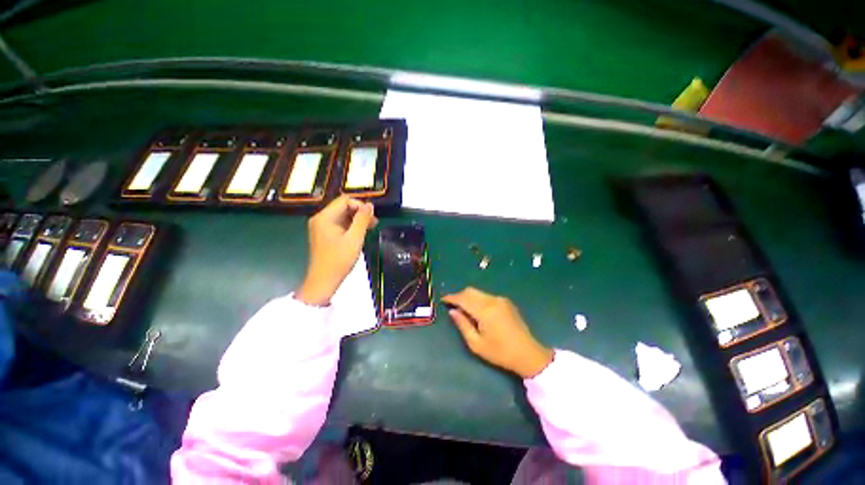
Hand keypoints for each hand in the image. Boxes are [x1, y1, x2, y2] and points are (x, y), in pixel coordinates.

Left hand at [297, 196, 377, 305]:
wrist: (324, 281)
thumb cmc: (339, 260)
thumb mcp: (354, 238)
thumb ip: (362, 220)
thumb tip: (370, 205)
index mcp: (325, 217)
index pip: (345, 200)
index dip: (360, 206)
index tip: (372, 217)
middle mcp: (321, 219)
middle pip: (343, 207)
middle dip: (360, 213)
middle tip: (374, 224)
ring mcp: (321, 227)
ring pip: (343, 216)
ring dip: (357, 220)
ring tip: (370, 229)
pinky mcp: (324, 235)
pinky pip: (340, 224)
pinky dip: (351, 227)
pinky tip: (360, 234)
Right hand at [442, 287, 553, 378]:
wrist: (528, 354)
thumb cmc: (500, 352)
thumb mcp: (476, 344)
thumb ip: (463, 325)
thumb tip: (452, 311)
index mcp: (485, 310)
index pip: (463, 298)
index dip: (451, 298)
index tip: (443, 300)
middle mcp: (493, 300)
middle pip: (470, 291)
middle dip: (459, 296)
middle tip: (452, 305)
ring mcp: (501, 299)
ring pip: (478, 292)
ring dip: (469, 297)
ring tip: (464, 309)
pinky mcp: (506, 302)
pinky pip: (487, 296)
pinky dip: (478, 299)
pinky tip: (477, 310)